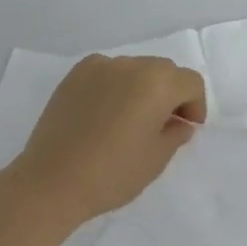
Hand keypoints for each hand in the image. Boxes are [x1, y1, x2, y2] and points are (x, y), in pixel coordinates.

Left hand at [12, 54, 205, 225]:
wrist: (51, 181)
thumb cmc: (112, 173)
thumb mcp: (156, 159)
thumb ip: (175, 134)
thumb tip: (179, 122)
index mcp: (157, 82)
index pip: (190, 82)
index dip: (195, 105)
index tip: (186, 128)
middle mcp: (131, 64)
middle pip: (163, 71)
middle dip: (170, 94)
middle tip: (162, 125)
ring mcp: (100, 66)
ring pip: (135, 69)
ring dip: (141, 88)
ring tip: (129, 120)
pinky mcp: (75, 74)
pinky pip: (107, 72)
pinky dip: (114, 86)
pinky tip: (103, 114)